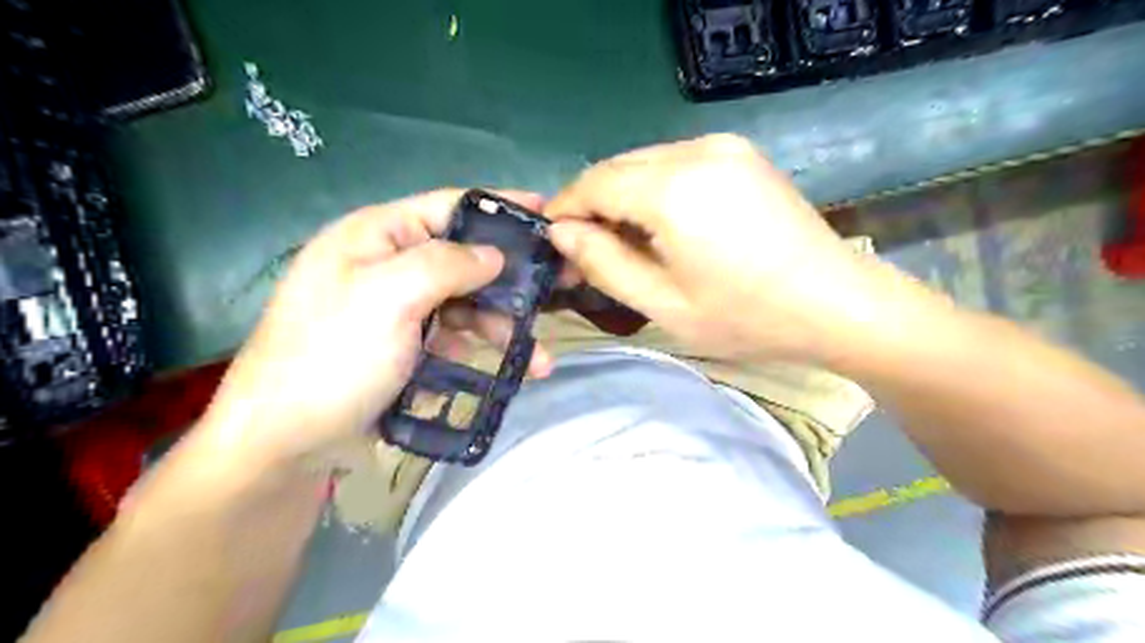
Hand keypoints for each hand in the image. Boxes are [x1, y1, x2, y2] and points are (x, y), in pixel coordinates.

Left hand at [196, 188, 553, 468]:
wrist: (284, 442)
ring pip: (465, 304)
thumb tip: (494, 255)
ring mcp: (398, 309)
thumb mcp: (388, 298)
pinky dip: (480, 351)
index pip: (448, 206)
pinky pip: (454, 338)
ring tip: (540, 360)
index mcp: (376, 236)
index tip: (546, 212)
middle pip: (464, 260)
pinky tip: (507, 371)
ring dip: (502, 328)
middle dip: (509, 281)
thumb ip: (446, 265)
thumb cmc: (333, 358)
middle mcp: (389, 265)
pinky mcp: (406, 347)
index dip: (498, 208)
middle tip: (558, 292)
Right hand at [542, 132, 912, 360]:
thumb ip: (604, 265)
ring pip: (646, 162)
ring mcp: (723, 146)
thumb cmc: (746, 317)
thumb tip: (562, 234)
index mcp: (673, 189)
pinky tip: (662, 224)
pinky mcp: (742, 154)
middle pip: (618, 167)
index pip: (594, 183)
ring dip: (623, 195)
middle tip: (585, 248)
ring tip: (623, 241)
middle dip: (592, 203)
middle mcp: (695, 151)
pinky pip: (677, 163)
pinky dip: (655, 188)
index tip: (552, 239)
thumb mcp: (663, 305)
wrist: (837, 303)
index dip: (565, 208)